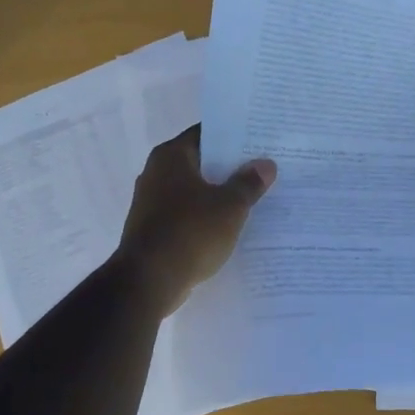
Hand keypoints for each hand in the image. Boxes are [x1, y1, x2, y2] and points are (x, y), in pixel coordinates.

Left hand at [116, 125, 276, 314]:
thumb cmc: (190, 232)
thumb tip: (266, 164)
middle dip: (230, 166)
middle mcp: (156, 172)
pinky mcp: (153, 229)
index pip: (206, 133)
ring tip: (254, 196)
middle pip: (201, 161)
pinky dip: (206, 216)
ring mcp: (152, 202)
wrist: (148, 282)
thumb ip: (249, 183)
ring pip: (194, 190)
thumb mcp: (230, 206)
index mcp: (171, 156)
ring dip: (219, 193)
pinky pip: (187, 214)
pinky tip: (231, 225)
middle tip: (263, 168)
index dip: (234, 136)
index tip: (259, 140)